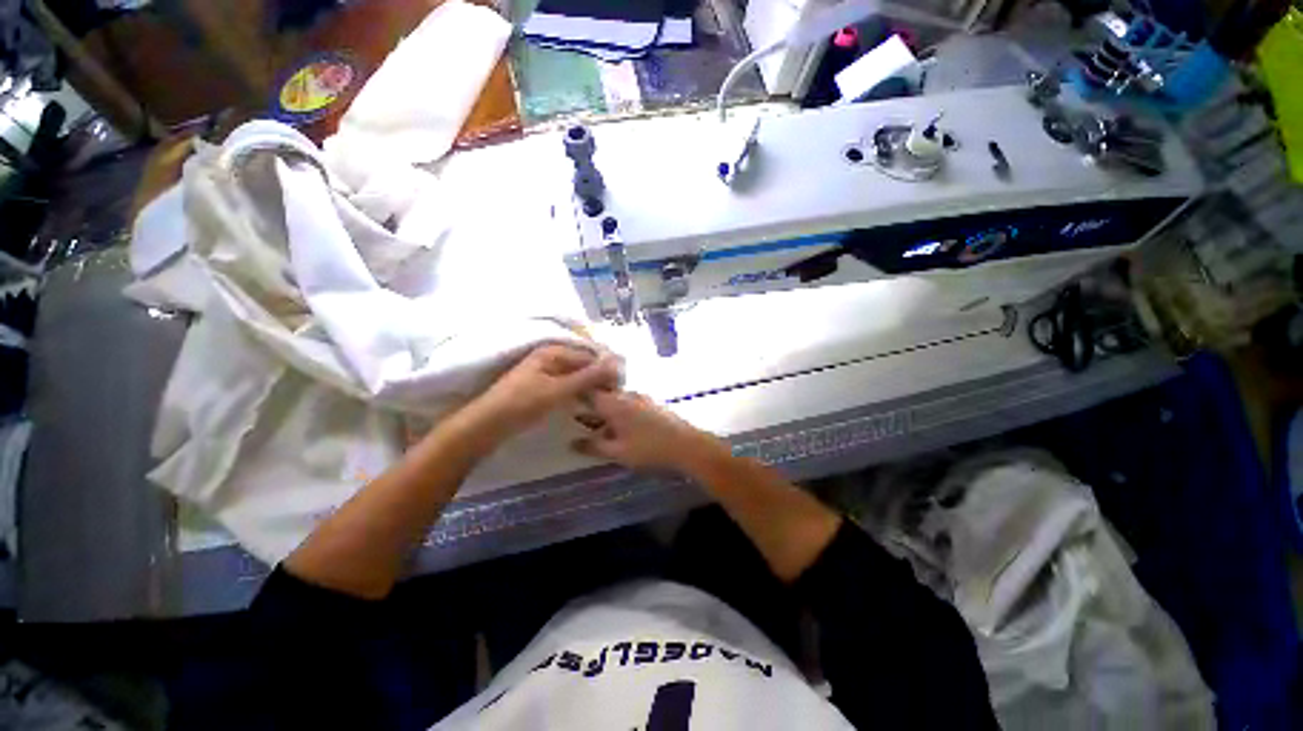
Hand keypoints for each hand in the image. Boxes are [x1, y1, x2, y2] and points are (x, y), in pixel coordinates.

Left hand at [464, 344, 619, 439]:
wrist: (488, 424)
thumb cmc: (524, 404)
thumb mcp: (560, 390)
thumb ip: (589, 376)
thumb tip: (617, 363)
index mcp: (554, 351)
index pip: (589, 356)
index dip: (606, 369)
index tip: (620, 387)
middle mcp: (550, 357)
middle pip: (583, 364)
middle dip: (599, 378)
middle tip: (614, 396)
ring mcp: (544, 372)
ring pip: (576, 376)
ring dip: (590, 386)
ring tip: (604, 401)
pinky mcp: (541, 386)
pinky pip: (567, 385)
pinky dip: (578, 392)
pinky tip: (586, 403)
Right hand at [573, 391, 726, 472]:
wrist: (687, 445)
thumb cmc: (649, 448)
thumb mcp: (618, 452)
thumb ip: (594, 447)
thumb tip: (572, 443)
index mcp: (614, 403)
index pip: (588, 390)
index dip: (574, 393)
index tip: (563, 399)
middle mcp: (626, 395)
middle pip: (601, 394)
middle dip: (588, 403)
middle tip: (575, 416)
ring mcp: (640, 398)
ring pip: (615, 399)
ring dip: (603, 409)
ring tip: (594, 425)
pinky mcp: (651, 404)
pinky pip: (627, 403)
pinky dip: (618, 412)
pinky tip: (617, 427)